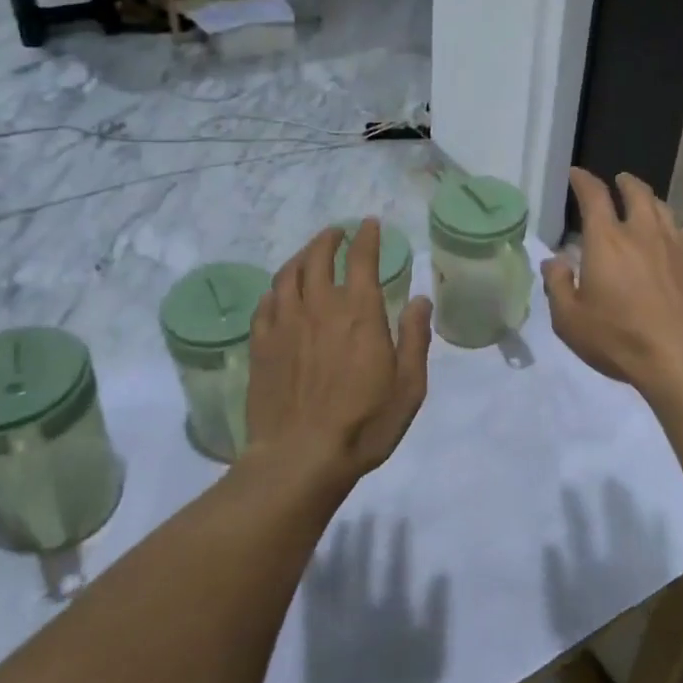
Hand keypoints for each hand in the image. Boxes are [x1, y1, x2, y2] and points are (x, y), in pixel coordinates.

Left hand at [243, 222, 432, 484]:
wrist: (300, 458)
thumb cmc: (364, 424)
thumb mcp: (409, 387)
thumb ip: (415, 339)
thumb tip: (422, 300)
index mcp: (359, 312)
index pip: (361, 259)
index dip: (366, 237)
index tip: (369, 224)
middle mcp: (319, 307)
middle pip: (317, 257)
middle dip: (329, 239)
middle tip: (337, 233)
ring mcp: (285, 324)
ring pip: (288, 275)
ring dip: (300, 256)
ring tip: (308, 253)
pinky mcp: (261, 345)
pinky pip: (265, 303)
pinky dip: (276, 288)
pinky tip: (280, 292)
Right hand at [542, 168, 682, 395]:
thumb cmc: (620, 339)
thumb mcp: (570, 320)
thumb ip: (558, 286)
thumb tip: (554, 262)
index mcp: (607, 240)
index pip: (594, 196)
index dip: (584, 181)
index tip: (577, 174)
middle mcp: (642, 233)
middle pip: (637, 193)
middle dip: (625, 183)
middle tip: (619, 180)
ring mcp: (675, 247)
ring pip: (664, 209)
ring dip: (650, 200)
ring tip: (645, 203)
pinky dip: (672, 226)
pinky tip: (672, 236)